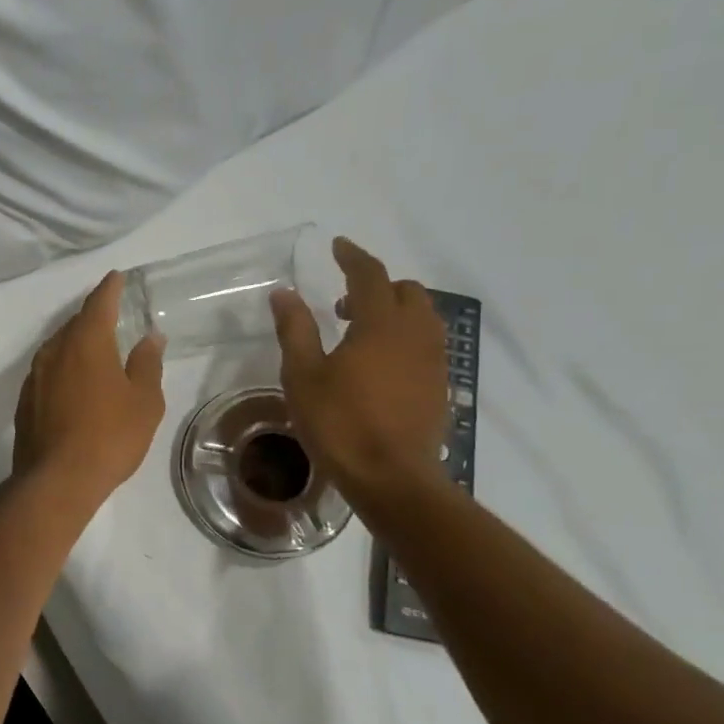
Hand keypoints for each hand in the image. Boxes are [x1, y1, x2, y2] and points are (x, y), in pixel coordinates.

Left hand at [13, 271, 165, 503]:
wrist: (57, 480)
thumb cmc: (110, 436)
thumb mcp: (144, 401)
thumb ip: (147, 364)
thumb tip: (150, 337)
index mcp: (86, 342)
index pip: (99, 303)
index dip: (109, 288)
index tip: (116, 277)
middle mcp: (54, 350)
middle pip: (75, 324)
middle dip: (93, 317)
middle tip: (112, 316)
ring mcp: (35, 376)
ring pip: (58, 348)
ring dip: (77, 343)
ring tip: (96, 350)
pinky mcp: (25, 400)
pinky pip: (48, 372)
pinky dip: (64, 368)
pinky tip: (75, 383)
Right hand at [270, 238, 447, 511]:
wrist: (392, 476)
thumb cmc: (340, 422)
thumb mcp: (303, 375)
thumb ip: (296, 329)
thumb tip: (284, 293)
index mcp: (380, 324)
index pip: (370, 276)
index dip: (353, 257)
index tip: (338, 246)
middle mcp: (415, 333)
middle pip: (406, 291)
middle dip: (376, 285)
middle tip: (343, 303)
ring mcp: (433, 360)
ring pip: (422, 316)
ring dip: (394, 310)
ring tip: (360, 332)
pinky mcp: (440, 384)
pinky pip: (427, 342)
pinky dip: (405, 335)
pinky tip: (380, 362)